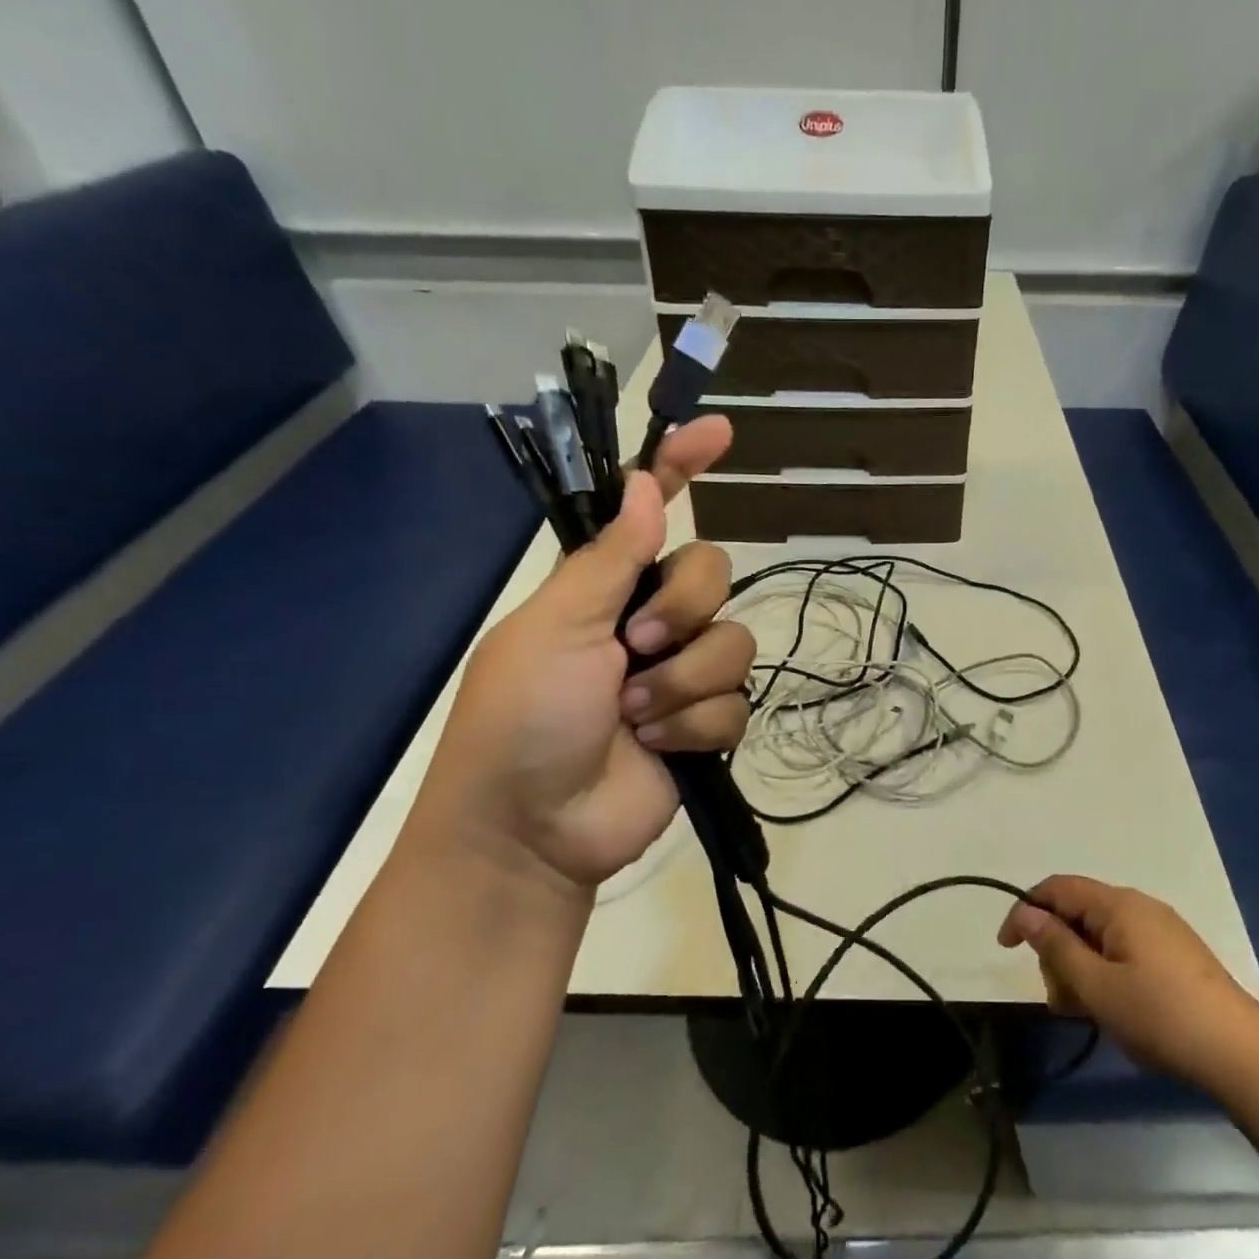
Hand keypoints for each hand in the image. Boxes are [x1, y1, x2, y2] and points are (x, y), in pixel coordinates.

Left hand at [410, 417, 754, 894]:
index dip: (683, 468)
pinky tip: (658, 745)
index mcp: (604, 588)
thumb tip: (646, 482)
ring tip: (635, 716)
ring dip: (683, 682)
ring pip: (733, 643)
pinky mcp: (704, 725)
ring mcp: (680, 675)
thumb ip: (610, 558)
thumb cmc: (524, 716)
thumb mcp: (557, 627)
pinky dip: (694, 725)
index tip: (722, 432)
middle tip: (634, 648)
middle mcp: (648, 622)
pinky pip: (735, 703)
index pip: (652, 513)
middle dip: (680, 611)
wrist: (536, 826)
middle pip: (712, 575)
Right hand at [998, 875, 1258, 1081]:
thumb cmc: (1159, 1015)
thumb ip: (1055, 945)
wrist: (1241, 1054)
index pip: (1057, 889)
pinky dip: (1104, 974)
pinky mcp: (1175, 956)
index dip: (1025, 911)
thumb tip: (1026, 912)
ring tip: (1084, 1014)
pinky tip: (1110, 1010)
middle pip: (1077, 914)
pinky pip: (1123, 952)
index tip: (1006, 948)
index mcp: (1118, 905)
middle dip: (1057, 952)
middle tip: (1059, 999)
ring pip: (1099, 937)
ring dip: (1079, 969)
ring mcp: (1161, 931)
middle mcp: (1139, 907)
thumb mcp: (1096, 984)